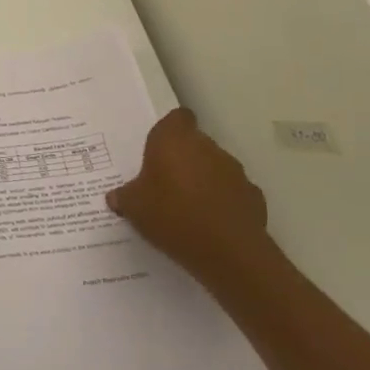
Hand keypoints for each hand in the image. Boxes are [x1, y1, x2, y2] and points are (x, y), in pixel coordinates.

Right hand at [107, 108, 277, 287]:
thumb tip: (116, 197)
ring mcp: (234, 170)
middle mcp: (206, 146)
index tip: (160, 150)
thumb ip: (124, 197)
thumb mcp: (134, 208)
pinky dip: (225, 202)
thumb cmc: (171, 215)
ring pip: (216, 167)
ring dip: (205, 180)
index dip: (170, 131)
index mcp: (174, 139)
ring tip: (190, 208)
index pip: (177, 118)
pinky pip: (234, 192)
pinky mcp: (254, 196)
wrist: (228, 251)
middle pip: (195, 143)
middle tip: (167, 185)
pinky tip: (213, 224)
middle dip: (184, 159)